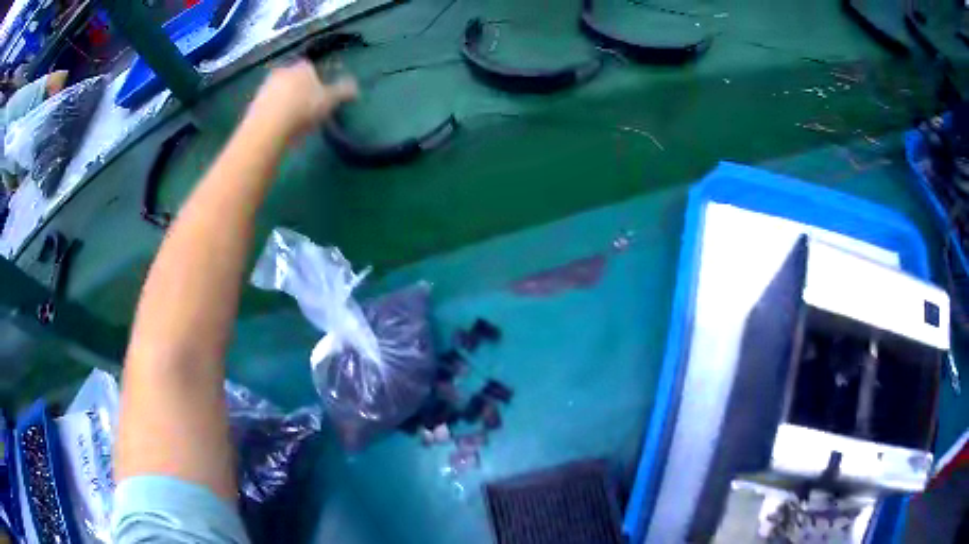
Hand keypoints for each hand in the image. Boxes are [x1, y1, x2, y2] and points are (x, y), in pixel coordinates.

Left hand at [247, 59, 357, 141]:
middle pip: (294, 78)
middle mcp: (282, 71)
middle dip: (300, 89)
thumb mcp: (330, 101)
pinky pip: (268, 106)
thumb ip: (343, 91)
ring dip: (286, 101)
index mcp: (302, 66)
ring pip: (280, 91)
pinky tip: (279, 126)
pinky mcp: (253, 104)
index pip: (312, 67)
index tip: (321, 95)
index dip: (318, 79)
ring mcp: (265, 87)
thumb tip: (356, 88)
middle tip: (308, 107)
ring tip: (293, 119)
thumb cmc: (303, 109)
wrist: (267, 128)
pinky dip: (274, 112)